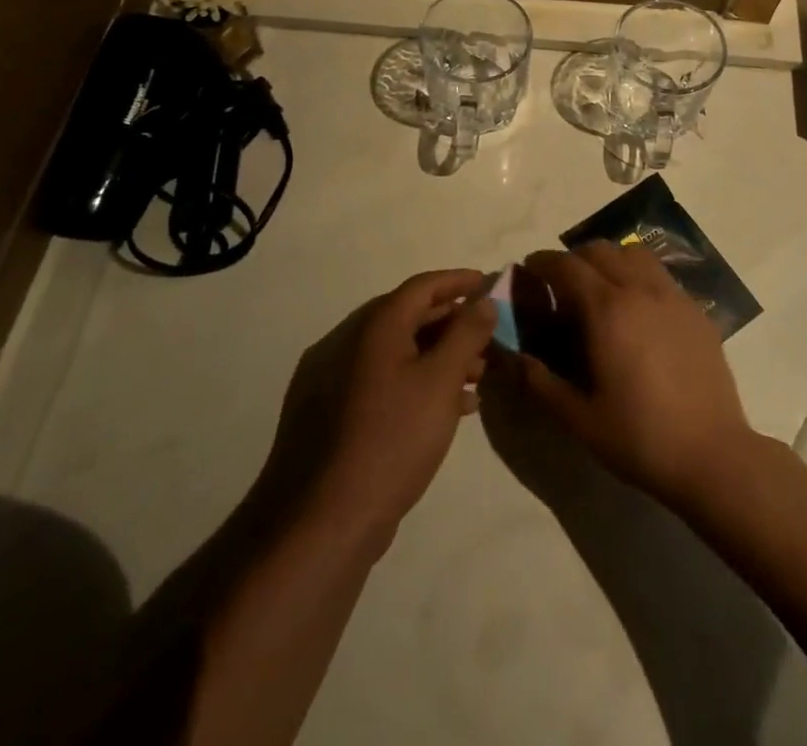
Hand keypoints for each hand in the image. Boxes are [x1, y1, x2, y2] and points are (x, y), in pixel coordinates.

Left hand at [262, 270, 495, 554]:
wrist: (319, 524)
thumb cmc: (391, 440)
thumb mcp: (441, 382)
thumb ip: (466, 335)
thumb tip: (483, 301)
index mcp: (373, 326)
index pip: (422, 286)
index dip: (458, 281)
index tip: (488, 283)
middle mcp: (346, 342)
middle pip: (407, 317)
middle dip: (451, 323)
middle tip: (486, 337)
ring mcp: (331, 380)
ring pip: (395, 353)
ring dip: (436, 357)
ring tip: (475, 379)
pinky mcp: (328, 415)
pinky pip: (380, 381)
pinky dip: (414, 383)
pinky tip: (444, 410)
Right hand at [515, 244, 755, 508]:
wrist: (713, 456)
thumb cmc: (639, 438)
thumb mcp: (578, 418)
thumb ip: (539, 381)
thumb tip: (510, 355)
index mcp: (607, 309)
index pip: (566, 265)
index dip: (542, 263)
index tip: (528, 272)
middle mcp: (640, 289)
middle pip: (600, 250)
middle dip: (573, 259)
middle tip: (561, 286)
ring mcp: (673, 296)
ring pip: (634, 254)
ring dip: (609, 260)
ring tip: (600, 290)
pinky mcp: (696, 311)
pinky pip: (660, 275)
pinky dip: (639, 276)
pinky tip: (637, 312)